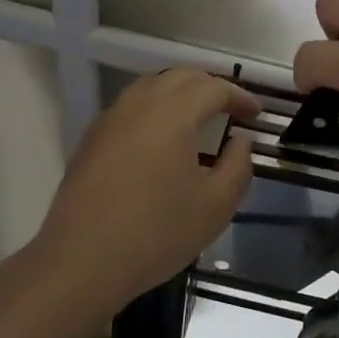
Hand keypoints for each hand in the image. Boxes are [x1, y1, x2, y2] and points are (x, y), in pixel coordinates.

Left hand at [34, 68, 259, 305]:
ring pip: (151, 87)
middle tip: (231, 110)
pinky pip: (131, 107)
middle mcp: (139, 104)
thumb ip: (238, 166)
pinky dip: (155, 110)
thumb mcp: (216, 206)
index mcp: (173, 113)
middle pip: (181, 77)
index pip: (213, 87)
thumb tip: (241, 141)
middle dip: (211, 87)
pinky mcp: (92, 138)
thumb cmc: (157, 232)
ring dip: (180, 95)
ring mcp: (110, 118)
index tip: (256, 114)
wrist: (82, 260)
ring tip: (198, 120)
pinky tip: (161, 141)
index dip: (239, 97)